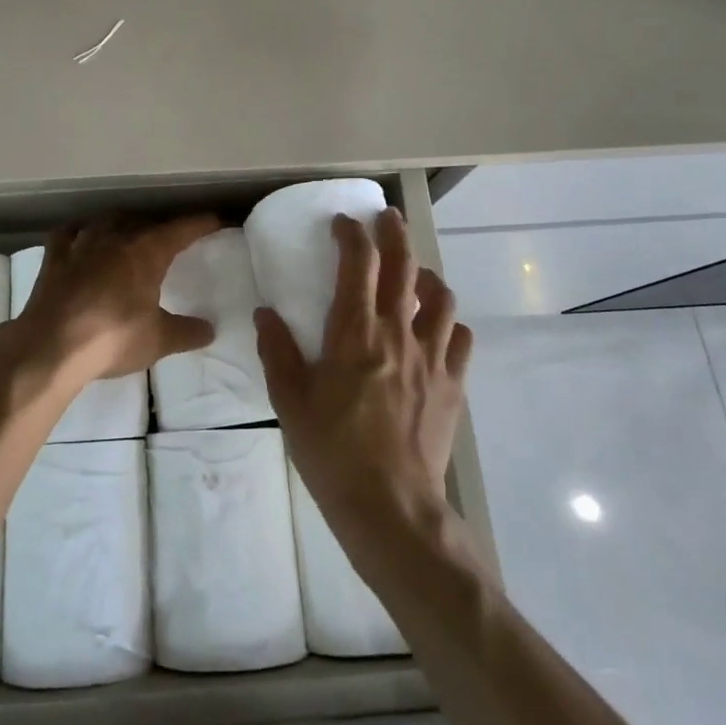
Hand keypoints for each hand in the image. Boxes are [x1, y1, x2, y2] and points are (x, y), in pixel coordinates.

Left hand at [0, 215, 222, 384]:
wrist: (52, 346)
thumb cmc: (113, 338)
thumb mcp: (158, 340)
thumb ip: (186, 332)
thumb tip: (210, 329)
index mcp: (147, 251)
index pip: (182, 229)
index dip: (201, 224)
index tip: (216, 221)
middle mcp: (116, 237)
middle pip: (144, 222)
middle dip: (161, 227)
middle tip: (172, 239)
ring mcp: (81, 243)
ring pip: (107, 222)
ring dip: (122, 225)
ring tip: (129, 234)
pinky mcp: (54, 257)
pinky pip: (68, 233)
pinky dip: (79, 232)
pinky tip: (80, 236)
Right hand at [256, 208, 473, 551]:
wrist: (391, 506)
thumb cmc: (332, 451)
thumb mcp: (289, 401)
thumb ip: (277, 351)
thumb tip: (265, 313)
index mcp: (355, 332)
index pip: (359, 264)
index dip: (352, 234)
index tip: (343, 222)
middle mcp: (399, 333)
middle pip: (404, 266)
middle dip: (394, 233)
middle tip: (386, 218)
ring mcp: (432, 357)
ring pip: (440, 297)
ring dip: (425, 275)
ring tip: (413, 274)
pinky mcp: (453, 384)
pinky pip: (460, 338)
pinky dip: (448, 322)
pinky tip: (436, 328)